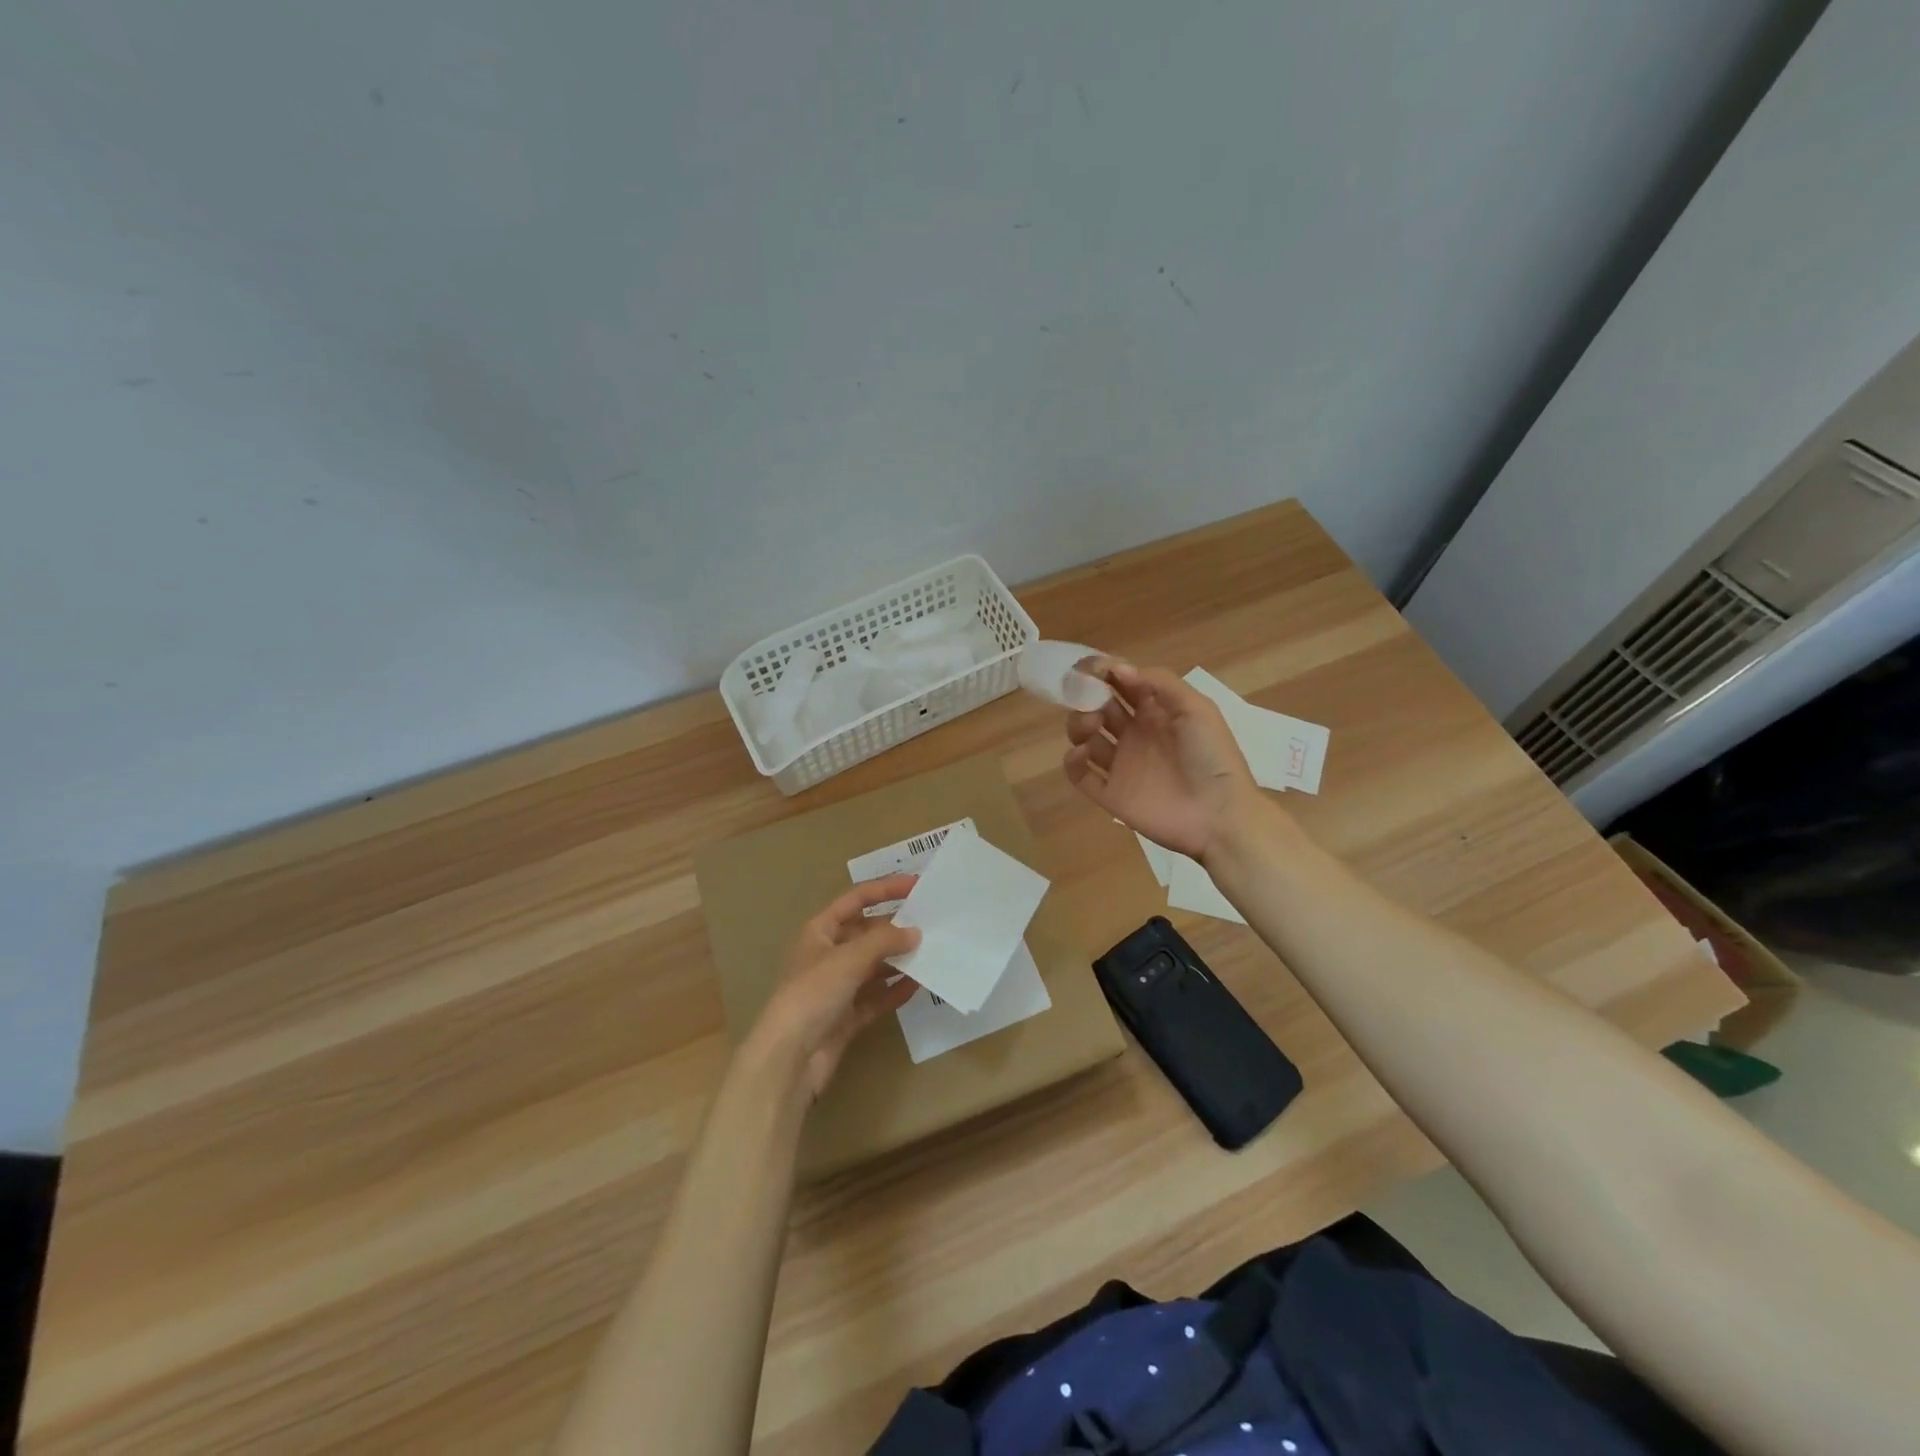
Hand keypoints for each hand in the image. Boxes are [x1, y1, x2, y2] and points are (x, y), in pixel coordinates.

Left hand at [748, 875, 921, 1100]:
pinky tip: (919, 985)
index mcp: (819, 931)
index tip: (916, 886)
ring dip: (899, 960)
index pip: (855, 900)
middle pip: (867, 933)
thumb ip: (884, 941)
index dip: (884, 889)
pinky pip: (876, 996)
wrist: (789, 1057)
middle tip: (931, 923)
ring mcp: (837, 987)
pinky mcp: (846, 1016)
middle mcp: (827, 955)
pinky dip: (895, 990)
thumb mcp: (849, 958)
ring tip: (932, 953)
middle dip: (896, 928)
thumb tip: (915, 933)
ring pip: (874, 966)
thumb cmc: (813, 994)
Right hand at [1063, 658, 1259, 861]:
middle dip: (1087, 695)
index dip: (1104, 672)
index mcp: (1155, 712)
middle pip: (1098, 706)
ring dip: (1079, 723)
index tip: (1090, 667)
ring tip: (1092, 724)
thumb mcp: (1197, 709)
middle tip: (1087, 696)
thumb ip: (1160, 683)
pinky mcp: (1110, 794)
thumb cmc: (1211, 756)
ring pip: (1085, 737)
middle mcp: (1134, 734)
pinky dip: (1072, 762)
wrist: (1219, 815)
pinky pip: (1080, 776)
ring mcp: (1121, 765)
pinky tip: (1083, 753)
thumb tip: (1119, 669)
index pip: (1122, 684)